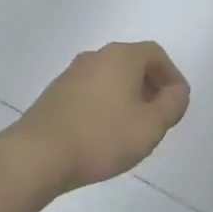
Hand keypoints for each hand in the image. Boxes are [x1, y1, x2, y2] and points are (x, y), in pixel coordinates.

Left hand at [6, 41, 189, 192]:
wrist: (36, 156)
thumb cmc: (101, 137)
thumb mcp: (151, 125)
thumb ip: (172, 105)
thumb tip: (177, 92)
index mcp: (121, 57)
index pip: (156, 54)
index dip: (172, 76)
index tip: (176, 103)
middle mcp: (95, 57)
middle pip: (132, 64)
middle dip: (150, 87)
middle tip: (158, 116)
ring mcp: (71, 75)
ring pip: (110, 79)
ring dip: (127, 97)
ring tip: (132, 128)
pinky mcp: (54, 95)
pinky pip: (90, 92)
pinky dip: (105, 106)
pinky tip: (104, 134)